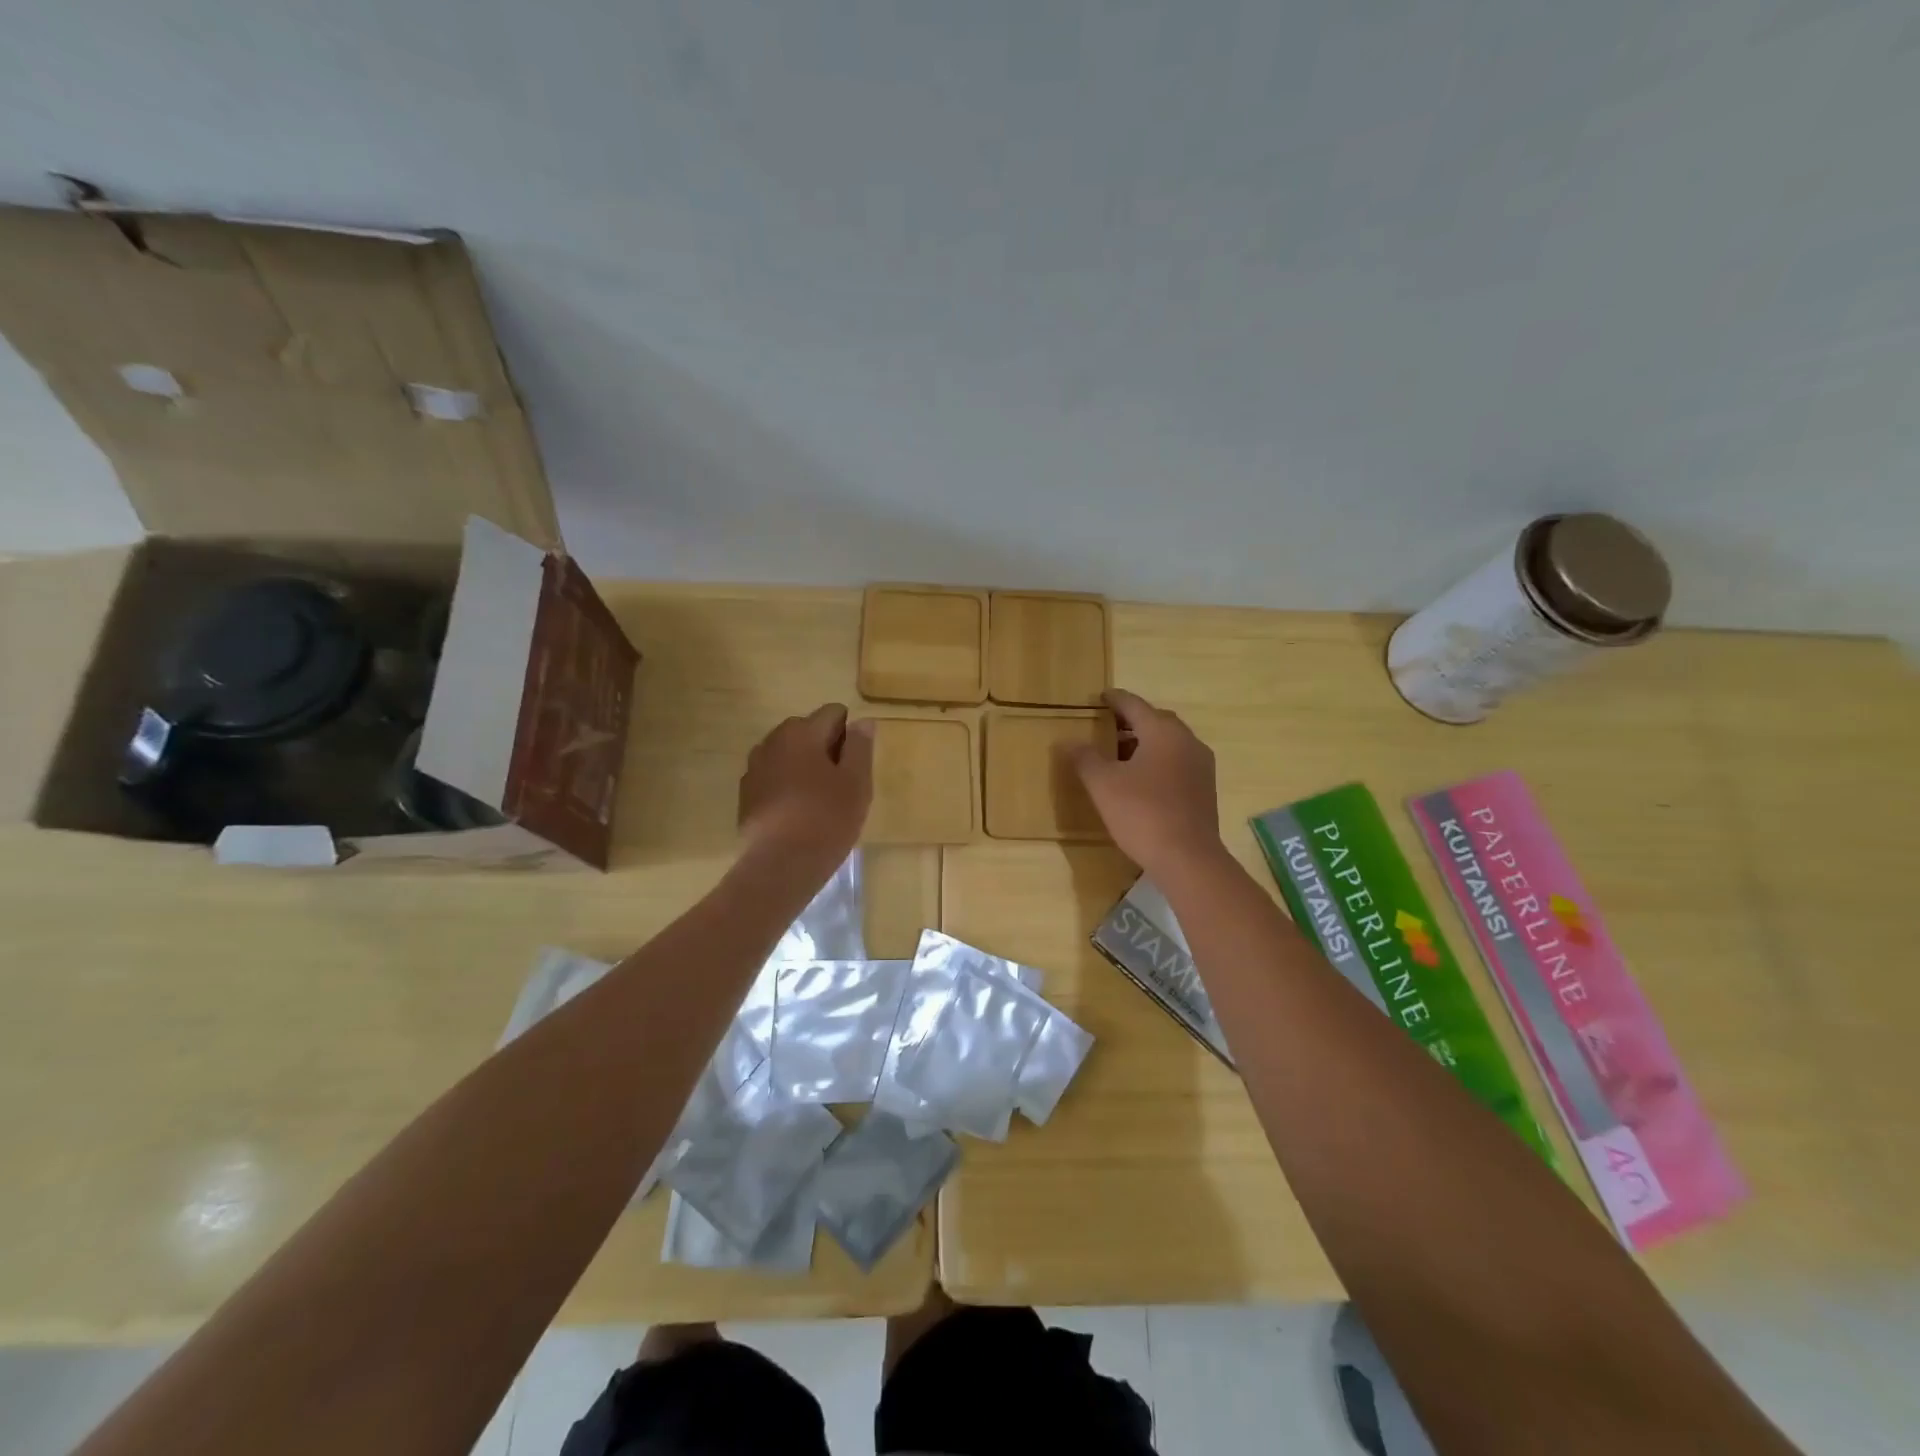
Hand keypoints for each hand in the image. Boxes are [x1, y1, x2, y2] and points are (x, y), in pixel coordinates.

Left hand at [738, 704, 873, 866]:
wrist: (780, 866)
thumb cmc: (826, 819)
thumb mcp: (856, 782)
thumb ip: (860, 747)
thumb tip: (862, 722)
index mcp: (801, 732)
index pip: (833, 713)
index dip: (850, 736)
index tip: (855, 767)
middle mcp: (772, 741)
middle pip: (808, 731)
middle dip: (826, 749)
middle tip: (841, 785)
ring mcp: (754, 768)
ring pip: (789, 756)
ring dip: (806, 767)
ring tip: (820, 801)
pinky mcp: (746, 795)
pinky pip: (774, 778)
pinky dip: (788, 786)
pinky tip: (798, 815)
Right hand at [1067, 689, 1222, 878]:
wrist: (1188, 858)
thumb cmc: (1142, 813)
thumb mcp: (1103, 784)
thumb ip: (1084, 758)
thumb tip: (1068, 741)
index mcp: (1163, 732)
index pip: (1134, 705)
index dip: (1114, 700)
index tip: (1100, 697)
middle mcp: (1187, 741)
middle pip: (1156, 721)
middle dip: (1131, 721)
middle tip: (1107, 727)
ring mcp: (1201, 766)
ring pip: (1169, 743)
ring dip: (1145, 743)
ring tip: (1119, 755)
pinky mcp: (1205, 789)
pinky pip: (1177, 763)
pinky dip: (1157, 761)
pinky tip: (1141, 780)